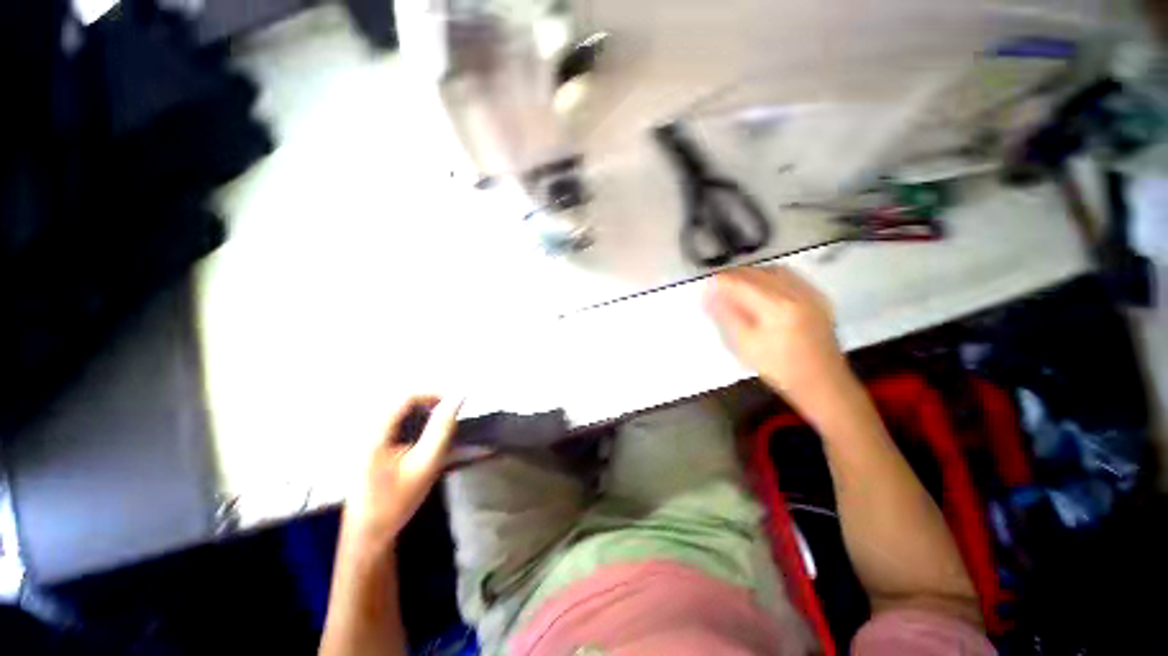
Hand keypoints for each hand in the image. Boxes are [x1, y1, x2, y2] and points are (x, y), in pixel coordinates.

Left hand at [340, 395, 462, 552]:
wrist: (369, 535)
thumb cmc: (397, 500)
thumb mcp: (426, 463)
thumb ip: (442, 428)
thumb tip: (459, 397)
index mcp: (375, 433)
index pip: (405, 397)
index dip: (433, 395)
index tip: (455, 405)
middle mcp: (367, 431)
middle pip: (401, 403)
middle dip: (429, 406)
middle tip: (450, 419)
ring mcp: (365, 441)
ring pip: (399, 414)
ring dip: (422, 416)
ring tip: (440, 429)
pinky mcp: (369, 449)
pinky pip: (394, 426)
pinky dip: (413, 427)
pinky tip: (422, 442)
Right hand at [704, 267, 851, 413]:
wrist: (823, 383)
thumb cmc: (780, 368)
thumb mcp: (745, 345)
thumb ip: (726, 316)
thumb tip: (708, 296)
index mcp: (777, 306)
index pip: (741, 282)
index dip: (720, 282)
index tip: (706, 289)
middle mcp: (796, 293)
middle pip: (758, 272)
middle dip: (734, 275)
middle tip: (717, 286)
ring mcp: (810, 294)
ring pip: (774, 270)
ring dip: (752, 274)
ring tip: (736, 285)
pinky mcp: (817, 298)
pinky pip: (789, 276)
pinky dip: (769, 277)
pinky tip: (761, 288)